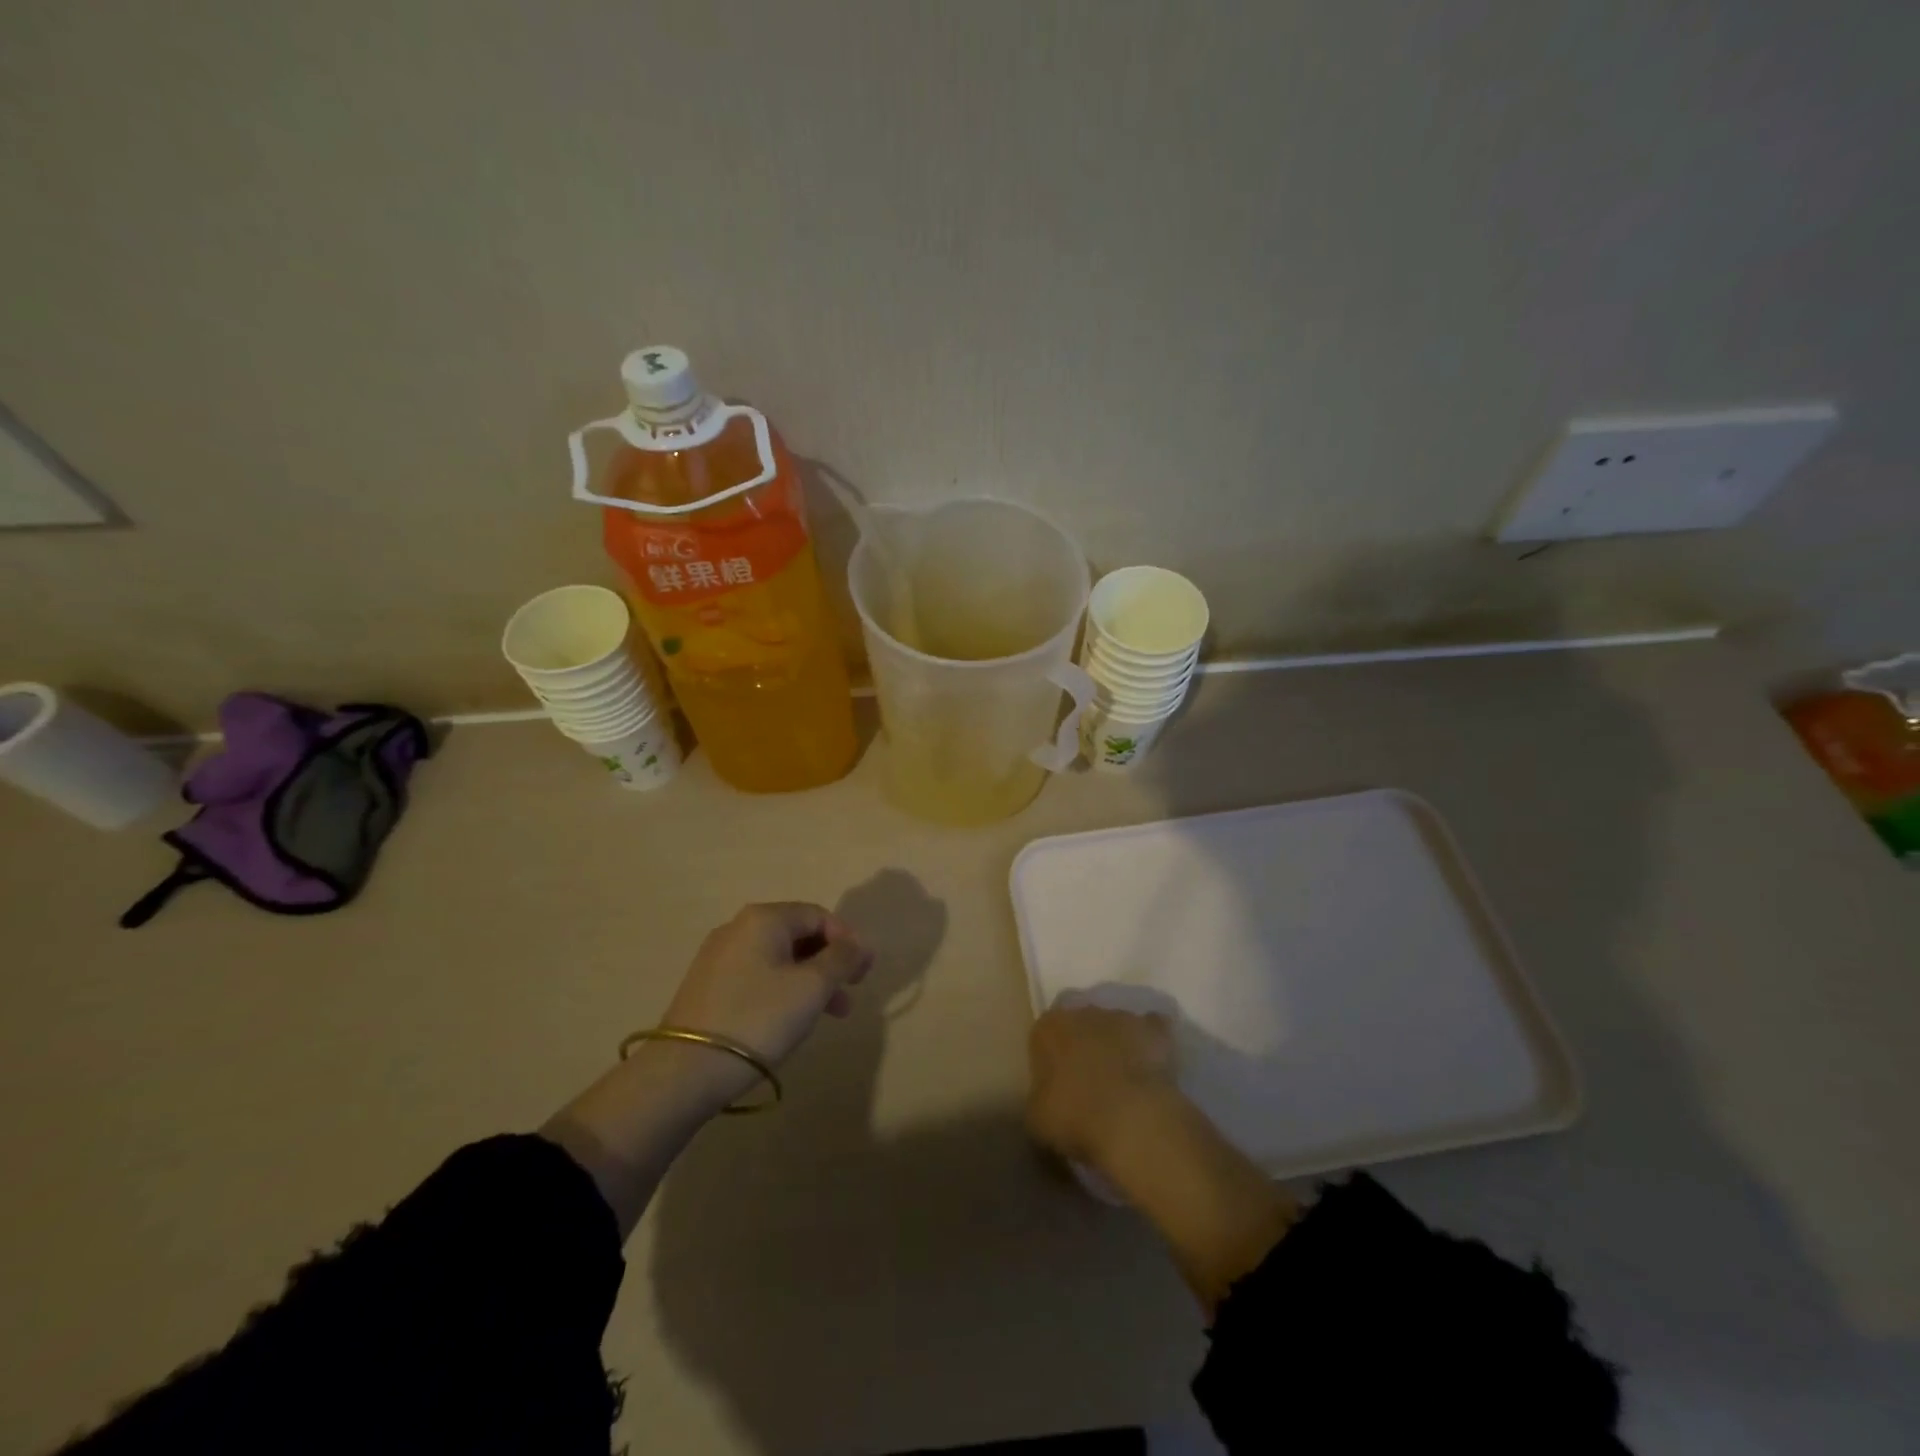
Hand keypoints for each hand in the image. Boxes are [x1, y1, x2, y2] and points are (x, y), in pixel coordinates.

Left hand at [661, 902, 873, 1066]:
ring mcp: (719, 957)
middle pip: (798, 935)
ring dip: (810, 981)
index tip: (864, 973)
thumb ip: (841, 959)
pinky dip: (784, 990)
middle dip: (830, 963)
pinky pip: (758, 976)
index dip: (847, 940)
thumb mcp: (812, 987)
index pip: (818, 915)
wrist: (686, 1070)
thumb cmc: (759, 1018)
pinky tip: (791, 1019)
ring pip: (779, 959)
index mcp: (764, 919)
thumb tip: (860, 943)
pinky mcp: (708, 987)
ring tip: (830, 1015)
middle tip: (850, 994)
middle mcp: (738, 928)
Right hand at [1027, 1003, 1179, 1168]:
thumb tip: (1048, 1101)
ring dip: (1118, 1046)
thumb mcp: (1036, 1119)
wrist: (1131, 1119)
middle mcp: (1083, 1012)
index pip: (1044, 1036)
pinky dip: (1153, 1046)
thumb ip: (1039, 1100)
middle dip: (1085, 1048)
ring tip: (1124, 1084)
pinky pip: (1153, 1032)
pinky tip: (1153, 1071)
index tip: (1057, 1087)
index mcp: (1048, 1028)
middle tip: (1090, 1085)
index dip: (1050, 1061)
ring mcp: (1122, 1017)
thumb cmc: (1073, 1117)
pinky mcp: (1155, 1030)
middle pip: (1081, 1026)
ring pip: (1116, 1027)